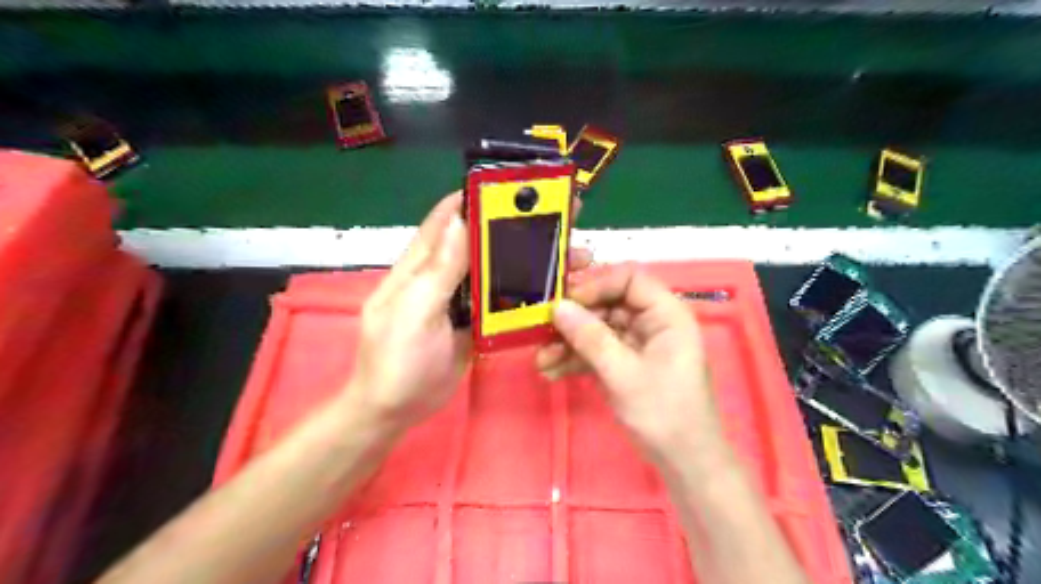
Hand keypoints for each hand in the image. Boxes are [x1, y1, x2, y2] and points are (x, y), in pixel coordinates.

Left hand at [350, 193, 593, 436]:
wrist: (396, 411)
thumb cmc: (396, 361)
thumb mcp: (414, 313)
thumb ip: (438, 270)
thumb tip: (461, 219)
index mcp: (421, 265)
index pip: (449, 219)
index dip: (477, 196)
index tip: (516, 186)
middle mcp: (443, 275)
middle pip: (482, 243)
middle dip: (518, 230)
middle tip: (562, 222)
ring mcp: (460, 300)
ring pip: (497, 271)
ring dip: (528, 262)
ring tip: (570, 258)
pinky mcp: (474, 322)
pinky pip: (502, 300)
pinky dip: (525, 292)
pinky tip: (553, 291)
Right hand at [542, 264, 725, 469]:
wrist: (683, 463)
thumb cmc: (665, 414)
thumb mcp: (624, 374)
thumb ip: (591, 338)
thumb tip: (557, 307)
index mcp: (666, 314)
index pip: (629, 279)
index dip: (597, 284)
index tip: (566, 301)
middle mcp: (651, 322)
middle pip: (607, 303)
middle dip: (574, 319)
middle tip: (542, 329)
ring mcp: (635, 343)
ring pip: (597, 329)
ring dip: (568, 342)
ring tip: (541, 359)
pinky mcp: (623, 363)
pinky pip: (595, 351)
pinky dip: (574, 359)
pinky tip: (550, 372)